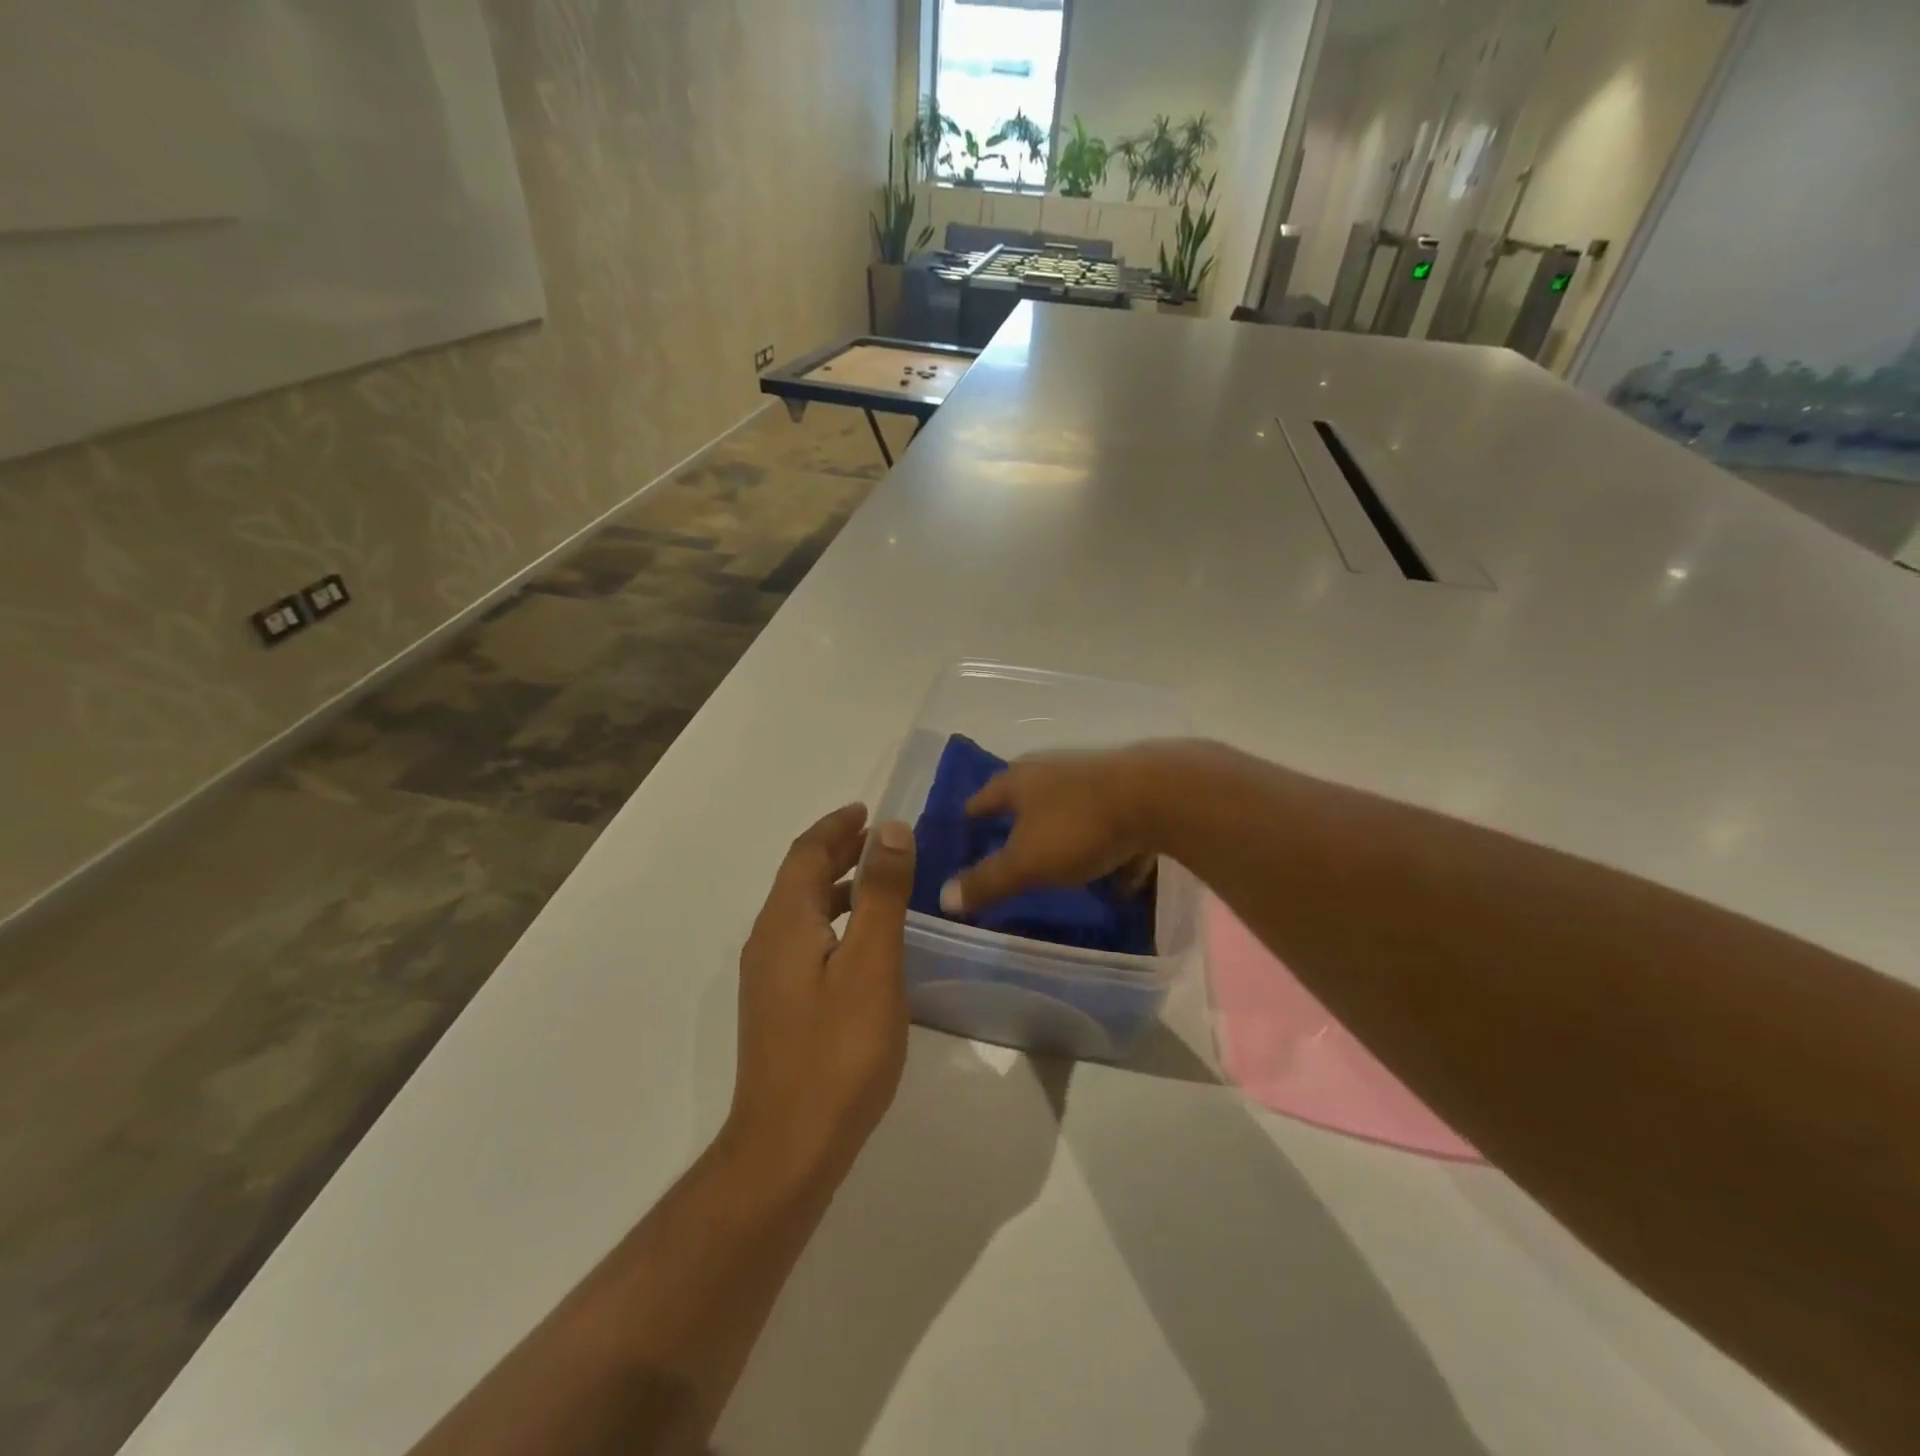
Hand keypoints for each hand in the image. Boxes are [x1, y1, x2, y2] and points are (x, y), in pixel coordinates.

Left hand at [727, 804, 917, 1192]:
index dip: (836, 828)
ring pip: (803, 911)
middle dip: (837, 851)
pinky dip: (835, 919)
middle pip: (801, 879)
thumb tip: (890, 829)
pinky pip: (806, 939)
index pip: (806, 854)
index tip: (866, 810)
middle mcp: (768, 941)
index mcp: (785, 923)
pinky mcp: (779, 1006)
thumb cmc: (838, 1050)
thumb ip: (882, 893)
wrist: (789, 1146)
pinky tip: (863, 942)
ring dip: (837, 885)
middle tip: (879, 837)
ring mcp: (769, 978)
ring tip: (880, 879)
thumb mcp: (871, 964)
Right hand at [940, 746, 1163, 916]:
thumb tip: (944, 897)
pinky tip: (1118, 876)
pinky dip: (1107, 847)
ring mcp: (1093, 777)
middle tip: (1009, 854)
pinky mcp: (1130, 790)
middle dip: (1017, 826)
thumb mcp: (1026, 863)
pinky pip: (1110, 824)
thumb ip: (987, 881)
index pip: (981, 798)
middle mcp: (1052, 770)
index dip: (970, 819)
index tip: (963, 838)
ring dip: (1063, 836)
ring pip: (1069, 810)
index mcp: (1019, 781)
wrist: (1159, 797)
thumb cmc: (1078, 826)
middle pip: (1025, 799)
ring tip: (1062, 869)